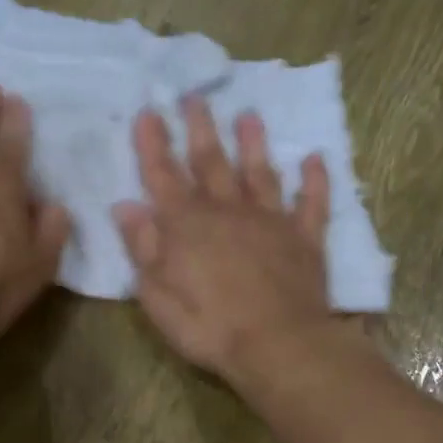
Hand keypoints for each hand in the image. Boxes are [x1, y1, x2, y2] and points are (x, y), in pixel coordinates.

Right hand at [111, 97, 334, 379]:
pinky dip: (315, 180)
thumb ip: (142, 248)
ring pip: (260, 172)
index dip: (153, 143)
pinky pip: (312, 202)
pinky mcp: (305, 239)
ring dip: (253, 143)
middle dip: (200, 128)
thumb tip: (126, 205)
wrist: (279, 346)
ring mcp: (270, 221)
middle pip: (211, 162)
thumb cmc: (210, 327)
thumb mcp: (158, 296)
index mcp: (187, 226)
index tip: (148, 111)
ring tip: (249, 115)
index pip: (163, 175)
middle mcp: (228, 212)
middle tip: (195, 96)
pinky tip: (316, 158)